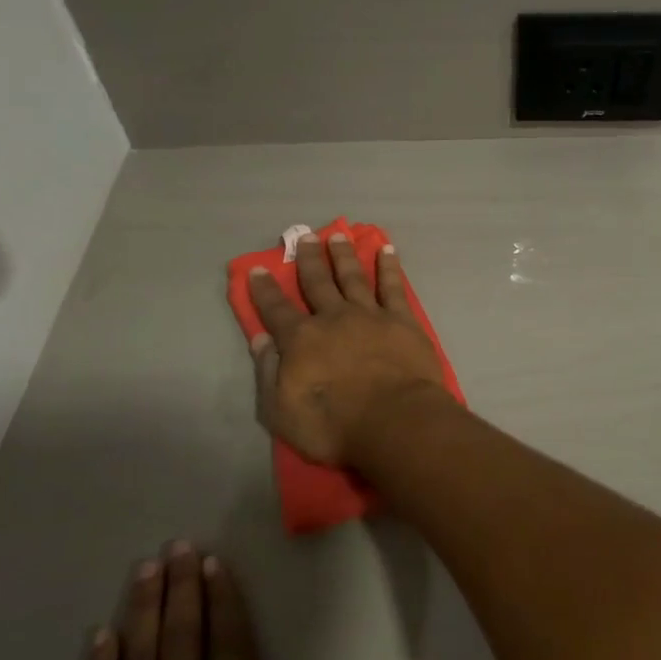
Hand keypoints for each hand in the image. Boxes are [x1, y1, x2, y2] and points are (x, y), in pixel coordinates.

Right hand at [247, 232, 444, 465]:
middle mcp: (333, 318)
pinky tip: (386, 250)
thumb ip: (269, 372)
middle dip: (308, 259)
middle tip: (303, 236)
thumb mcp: (282, 411)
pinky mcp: (402, 320)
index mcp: (301, 340)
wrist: (395, 420)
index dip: (264, 290)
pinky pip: (393, 287)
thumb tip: (260, 339)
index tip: (258, 269)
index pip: (276, 310)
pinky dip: (389, 267)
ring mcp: (370, 315)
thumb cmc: (334, 425)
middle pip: (317, 282)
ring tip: (338, 235)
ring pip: (353, 276)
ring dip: (344, 255)